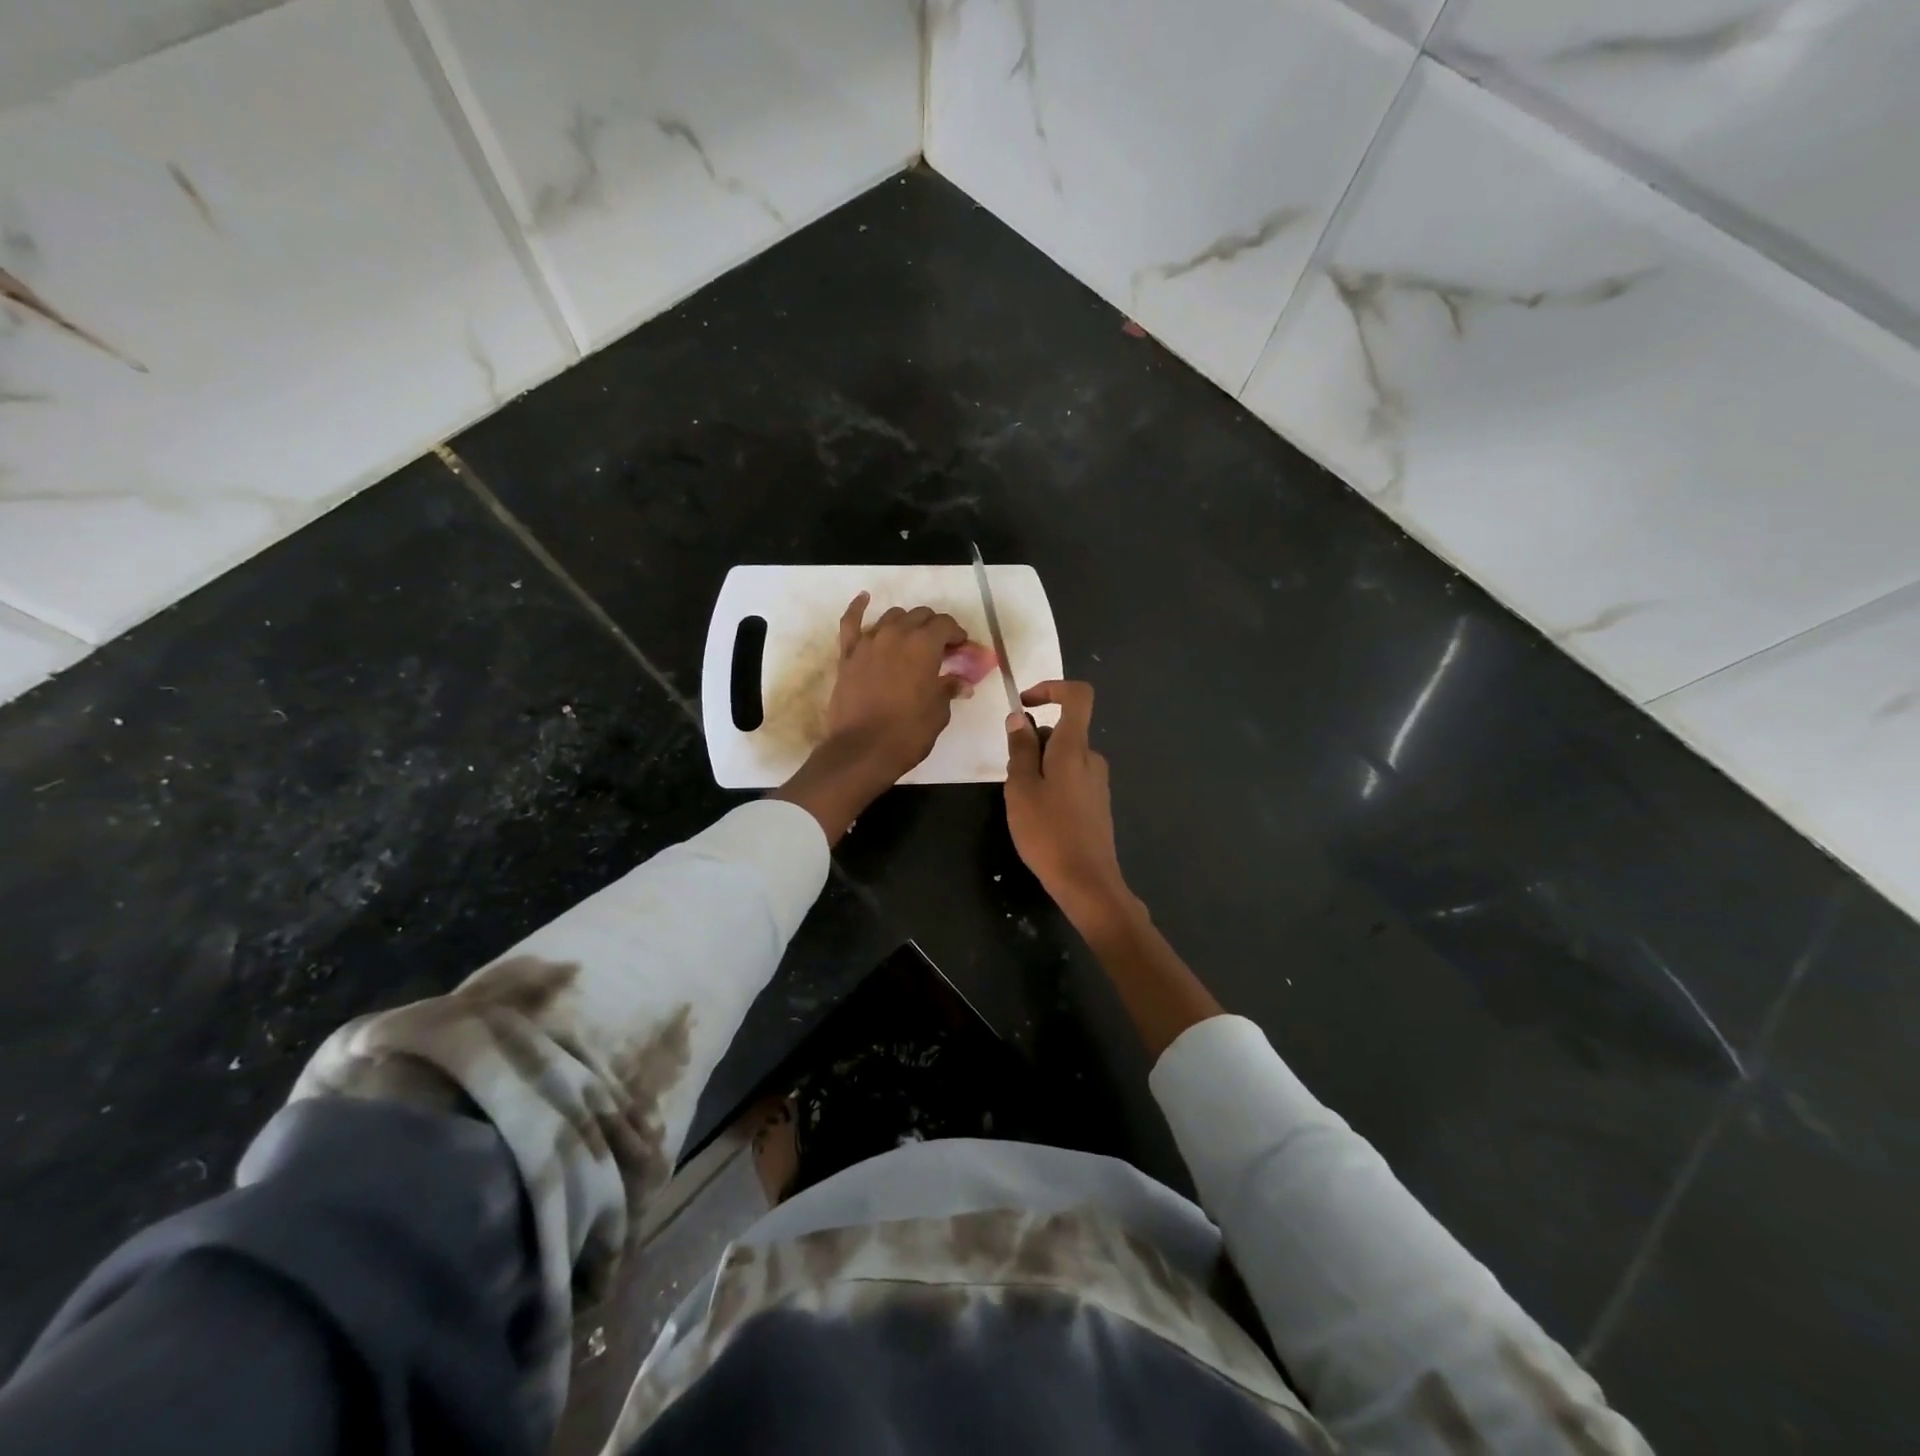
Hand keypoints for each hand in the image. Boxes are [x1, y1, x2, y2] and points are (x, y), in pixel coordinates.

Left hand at [823, 592, 974, 781]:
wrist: (861, 750)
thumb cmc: (908, 733)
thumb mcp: (938, 712)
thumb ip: (948, 689)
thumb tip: (961, 683)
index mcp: (923, 645)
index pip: (945, 625)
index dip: (957, 634)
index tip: (961, 648)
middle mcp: (896, 634)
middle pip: (919, 616)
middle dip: (934, 627)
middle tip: (940, 647)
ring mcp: (868, 642)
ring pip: (891, 617)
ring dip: (905, 623)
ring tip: (911, 638)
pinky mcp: (847, 655)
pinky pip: (850, 623)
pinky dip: (858, 608)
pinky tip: (864, 598)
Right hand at [1004, 681, 1133, 926]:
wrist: (1087, 881)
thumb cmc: (1047, 832)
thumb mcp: (1021, 788)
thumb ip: (1020, 749)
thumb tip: (1019, 718)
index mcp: (1074, 748)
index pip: (1078, 696)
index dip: (1051, 688)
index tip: (1024, 705)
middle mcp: (1091, 758)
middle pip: (1062, 730)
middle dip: (1033, 743)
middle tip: (1012, 777)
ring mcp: (1098, 782)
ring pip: (1063, 757)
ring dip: (1039, 768)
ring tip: (1023, 803)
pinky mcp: (1097, 803)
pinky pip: (1070, 778)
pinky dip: (1051, 785)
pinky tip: (1040, 817)